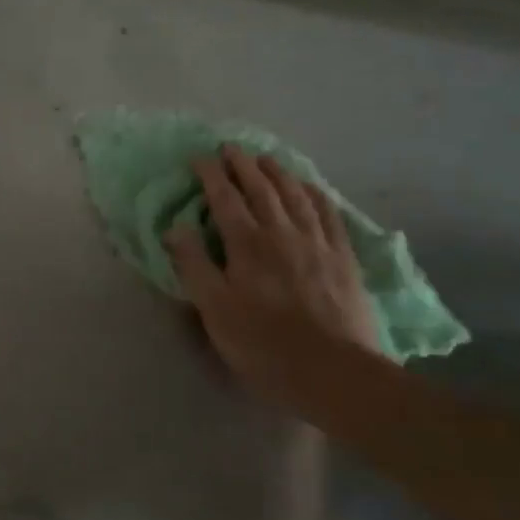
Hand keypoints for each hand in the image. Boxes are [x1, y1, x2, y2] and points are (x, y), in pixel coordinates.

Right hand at [166, 146, 382, 383]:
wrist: (334, 372)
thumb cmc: (263, 344)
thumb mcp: (214, 309)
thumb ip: (193, 265)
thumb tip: (176, 227)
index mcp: (247, 244)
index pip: (224, 199)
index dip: (211, 175)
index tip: (199, 157)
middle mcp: (282, 233)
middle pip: (261, 189)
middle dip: (243, 165)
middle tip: (231, 147)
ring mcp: (317, 244)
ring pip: (296, 196)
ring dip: (278, 173)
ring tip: (266, 158)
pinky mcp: (343, 259)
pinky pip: (329, 215)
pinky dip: (316, 195)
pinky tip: (311, 187)